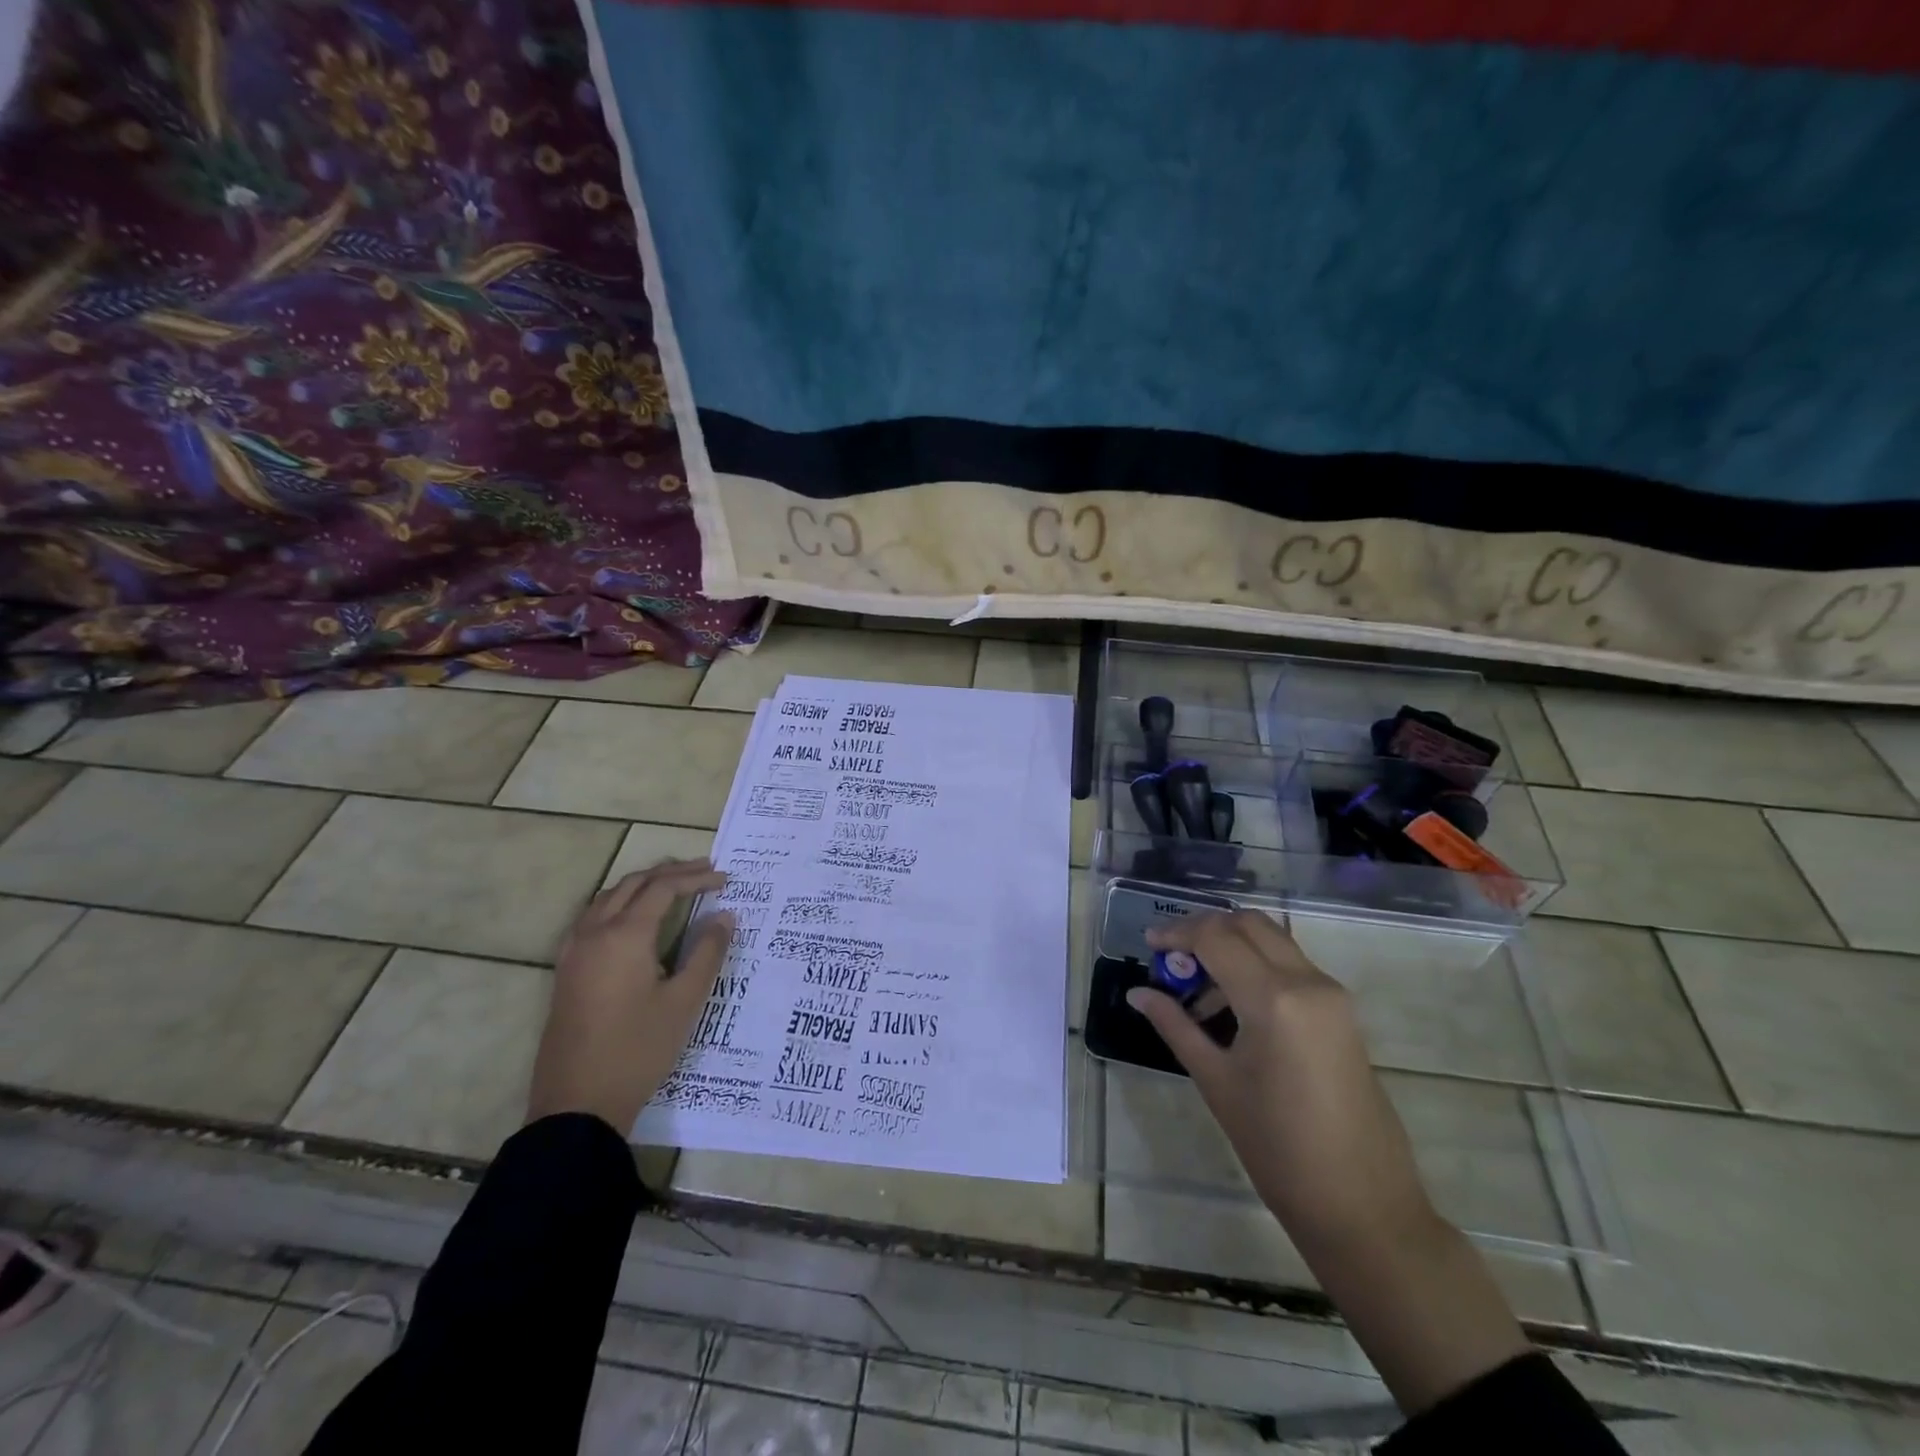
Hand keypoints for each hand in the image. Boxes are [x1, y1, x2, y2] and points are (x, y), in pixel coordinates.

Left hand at [526, 858, 734, 1134]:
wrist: (577, 1104)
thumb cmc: (638, 1050)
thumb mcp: (684, 1001)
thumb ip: (707, 952)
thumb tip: (725, 916)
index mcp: (624, 936)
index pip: (663, 888)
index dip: (696, 878)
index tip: (725, 879)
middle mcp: (594, 932)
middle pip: (633, 884)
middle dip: (670, 873)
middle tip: (705, 871)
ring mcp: (574, 951)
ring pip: (609, 897)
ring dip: (642, 885)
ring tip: (674, 886)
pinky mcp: (566, 970)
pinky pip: (593, 916)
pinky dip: (620, 902)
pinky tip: (635, 918)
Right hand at [1129, 909, 1431, 1245]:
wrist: (1362, 1205)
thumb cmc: (1278, 1148)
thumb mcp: (1216, 1082)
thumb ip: (1175, 1026)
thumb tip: (1138, 993)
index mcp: (1273, 998)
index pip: (1216, 936)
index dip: (1177, 933)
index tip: (1148, 945)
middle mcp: (1308, 981)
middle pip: (1248, 924)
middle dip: (1205, 929)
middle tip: (1173, 957)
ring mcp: (1331, 994)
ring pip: (1272, 940)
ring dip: (1232, 946)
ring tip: (1199, 990)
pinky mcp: (1342, 1011)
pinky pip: (1291, 966)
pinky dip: (1257, 966)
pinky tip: (1233, 1006)